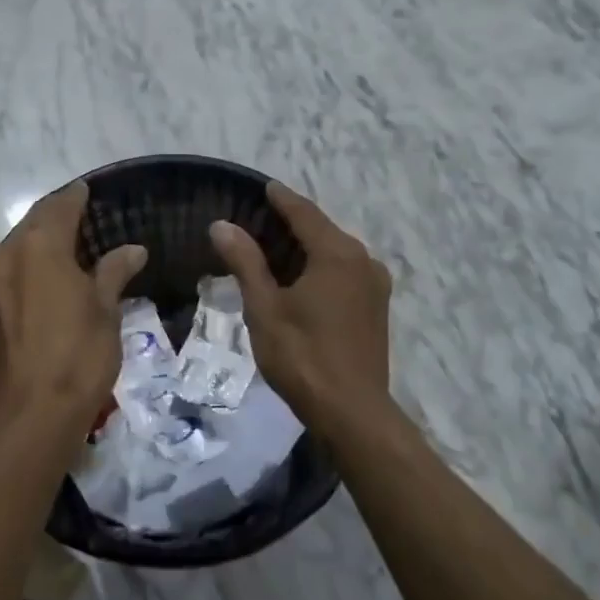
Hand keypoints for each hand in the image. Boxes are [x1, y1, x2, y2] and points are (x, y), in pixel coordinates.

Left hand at [0, 183, 145, 435]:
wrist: (30, 416)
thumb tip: (134, 249)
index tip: (87, 190)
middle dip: (54, 216)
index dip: (75, 196)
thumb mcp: (105, 310)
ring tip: (63, 250)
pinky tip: (41, 284)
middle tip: (78, 217)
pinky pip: (4, 275)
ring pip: (13, 249)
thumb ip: (114, 272)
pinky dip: (23, 270)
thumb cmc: (78, 355)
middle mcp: (5, 256)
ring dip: (36, 243)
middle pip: (31, 223)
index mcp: (39, 246)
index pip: (59, 206)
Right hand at [210, 182, 391, 430]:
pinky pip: (346, 271)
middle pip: (324, 230)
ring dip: (309, 246)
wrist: (352, 412)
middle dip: (294, 223)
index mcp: (337, 254)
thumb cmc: (302, 356)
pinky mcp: (377, 307)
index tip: (266, 186)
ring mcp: (375, 285)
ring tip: (276, 247)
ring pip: (336, 252)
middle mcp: (363, 260)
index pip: (305, 214)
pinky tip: (302, 278)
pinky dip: (323, 266)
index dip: (282, 199)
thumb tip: (222, 225)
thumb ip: (245, 262)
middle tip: (261, 218)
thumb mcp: (264, 307)